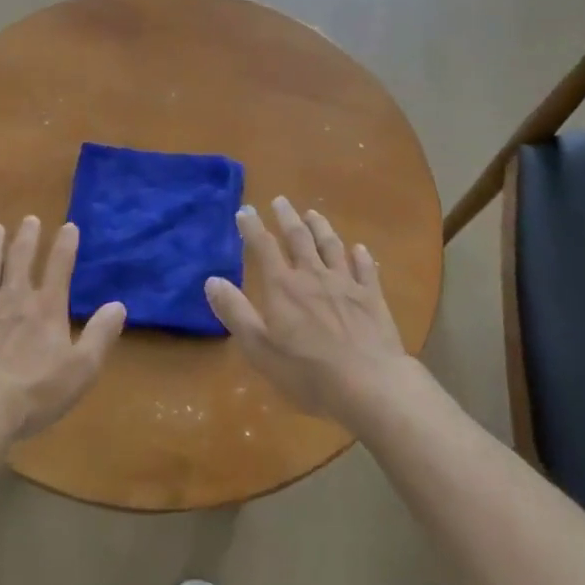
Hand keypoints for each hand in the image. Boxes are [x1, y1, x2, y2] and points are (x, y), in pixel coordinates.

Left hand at [0, 216, 124, 442]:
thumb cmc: (33, 392)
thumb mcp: (81, 369)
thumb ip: (100, 335)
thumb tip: (119, 305)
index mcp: (46, 308)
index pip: (60, 267)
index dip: (66, 245)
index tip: (69, 226)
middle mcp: (13, 298)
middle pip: (20, 260)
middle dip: (26, 238)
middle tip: (29, 219)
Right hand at [204, 196, 409, 425]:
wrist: (369, 384)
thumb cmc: (307, 372)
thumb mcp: (259, 348)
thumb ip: (235, 312)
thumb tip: (212, 280)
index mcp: (283, 287)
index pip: (264, 247)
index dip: (253, 227)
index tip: (245, 210)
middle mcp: (313, 276)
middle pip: (299, 238)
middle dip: (287, 217)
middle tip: (280, 200)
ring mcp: (346, 284)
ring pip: (331, 246)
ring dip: (321, 227)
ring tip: (313, 213)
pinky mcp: (372, 298)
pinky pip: (365, 269)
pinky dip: (360, 256)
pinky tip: (359, 249)